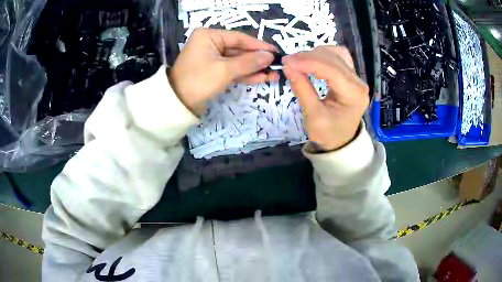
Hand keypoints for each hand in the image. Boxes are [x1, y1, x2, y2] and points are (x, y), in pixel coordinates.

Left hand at [169, 28, 278, 115]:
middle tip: (276, 67)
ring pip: (237, 61)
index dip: (259, 46)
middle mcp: (210, 43)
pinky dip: (245, 74)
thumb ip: (249, 62)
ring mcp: (212, 57)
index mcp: (209, 36)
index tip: (276, 52)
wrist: (177, 105)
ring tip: (273, 75)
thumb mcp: (225, 70)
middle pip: (239, 50)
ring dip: (254, 69)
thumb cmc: (198, 81)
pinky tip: (261, 78)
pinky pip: (232, 69)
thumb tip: (270, 57)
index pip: (239, 38)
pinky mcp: (213, 70)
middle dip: (257, 60)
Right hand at [282, 46, 369, 150]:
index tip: (286, 61)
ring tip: (298, 62)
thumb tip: (288, 66)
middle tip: (288, 62)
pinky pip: (338, 56)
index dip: (307, 62)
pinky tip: (312, 60)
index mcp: (353, 94)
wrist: (341, 141)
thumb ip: (302, 89)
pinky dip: (323, 54)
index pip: (331, 69)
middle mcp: (358, 82)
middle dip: (308, 56)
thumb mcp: (313, 117)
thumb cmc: (328, 134)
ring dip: (315, 54)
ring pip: (336, 53)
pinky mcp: (351, 75)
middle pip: (334, 58)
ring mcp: (356, 77)